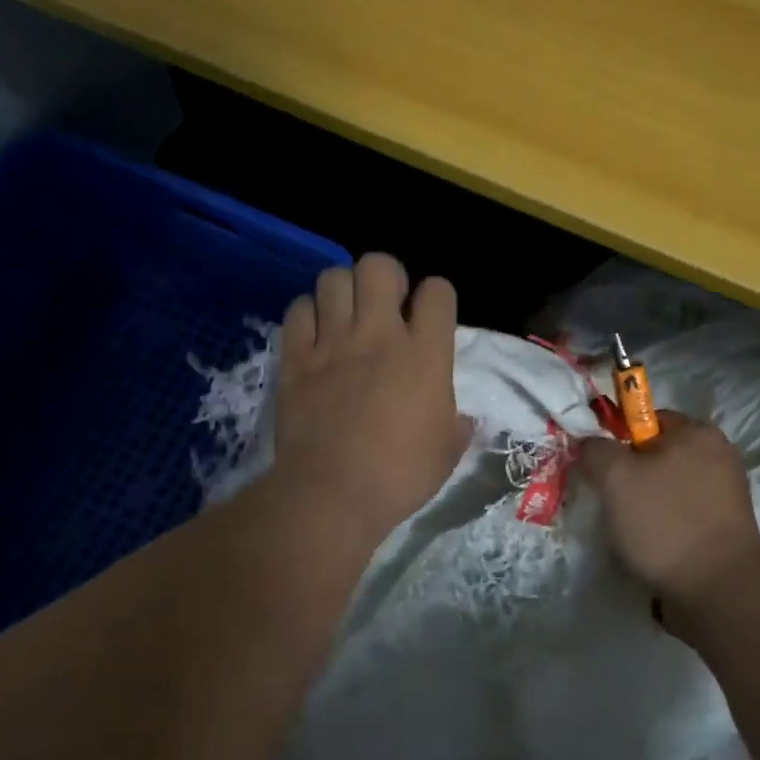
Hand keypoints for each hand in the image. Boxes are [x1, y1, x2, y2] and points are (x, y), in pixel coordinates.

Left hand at [273, 253, 471, 538]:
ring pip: (333, 278)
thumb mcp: (447, 452)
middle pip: (379, 266)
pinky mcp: (296, 358)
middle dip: (387, 276)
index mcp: (425, 353)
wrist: (332, 494)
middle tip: (386, 305)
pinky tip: (315, 336)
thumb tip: (463, 419)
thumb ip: (458, 425)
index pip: (438, 291)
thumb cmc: (400, 475)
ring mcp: (333, 342)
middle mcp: (379, 334)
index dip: (437, 297)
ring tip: (347, 315)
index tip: (432, 316)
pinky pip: (298, 310)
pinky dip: (308, 315)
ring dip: (344, 290)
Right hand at [579, 412, 759, 626]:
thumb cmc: (665, 522)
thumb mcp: (614, 477)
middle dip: (630, 476)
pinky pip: (684, 516)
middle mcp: (719, 455)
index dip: (617, 439)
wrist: (719, 591)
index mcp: (698, 432)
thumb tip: (591, 446)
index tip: (601, 469)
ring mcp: (727, 494)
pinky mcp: (727, 529)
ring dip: (646, 506)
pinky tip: (651, 548)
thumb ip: (596, 450)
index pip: (646, 418)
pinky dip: (665, 528)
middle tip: (610, 502)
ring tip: (629, 532)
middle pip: (658, 455)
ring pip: (668, 488)